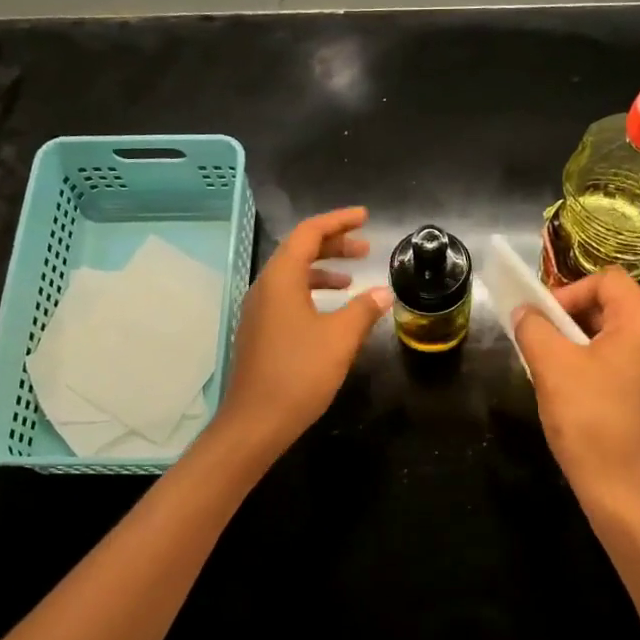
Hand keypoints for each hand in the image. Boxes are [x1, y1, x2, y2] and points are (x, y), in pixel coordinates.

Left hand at [218, 207, 392, 457]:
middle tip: (365, 247)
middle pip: (298, 251)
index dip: (338, 221)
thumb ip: (364, 309)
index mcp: (281, 279)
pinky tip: (331, 311)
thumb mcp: (340, 338)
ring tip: (352, 279)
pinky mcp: (259, 332)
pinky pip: (287, 297)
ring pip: (292, 276)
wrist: (256, 422)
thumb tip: (383, 292)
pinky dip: (312, 292)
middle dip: (333, 245)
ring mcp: (258, 311)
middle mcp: (264, 288)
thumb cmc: (299, 373)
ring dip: (323, 270)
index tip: (364, 217)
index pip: (308, 234)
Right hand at [513, 268, 639, 506]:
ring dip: (577, 342)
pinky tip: (569, 389)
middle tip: (540, 341)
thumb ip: (534, 328)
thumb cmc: (588, 419)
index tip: (543, 320)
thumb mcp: (551, 366)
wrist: (621, 488)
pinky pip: (620, 361)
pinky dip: (592, 363)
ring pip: (613, 336)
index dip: (570, 291)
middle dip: (570, 317)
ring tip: (549, 366)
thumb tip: (525, 312)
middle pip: (612, 306)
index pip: (607, 280)